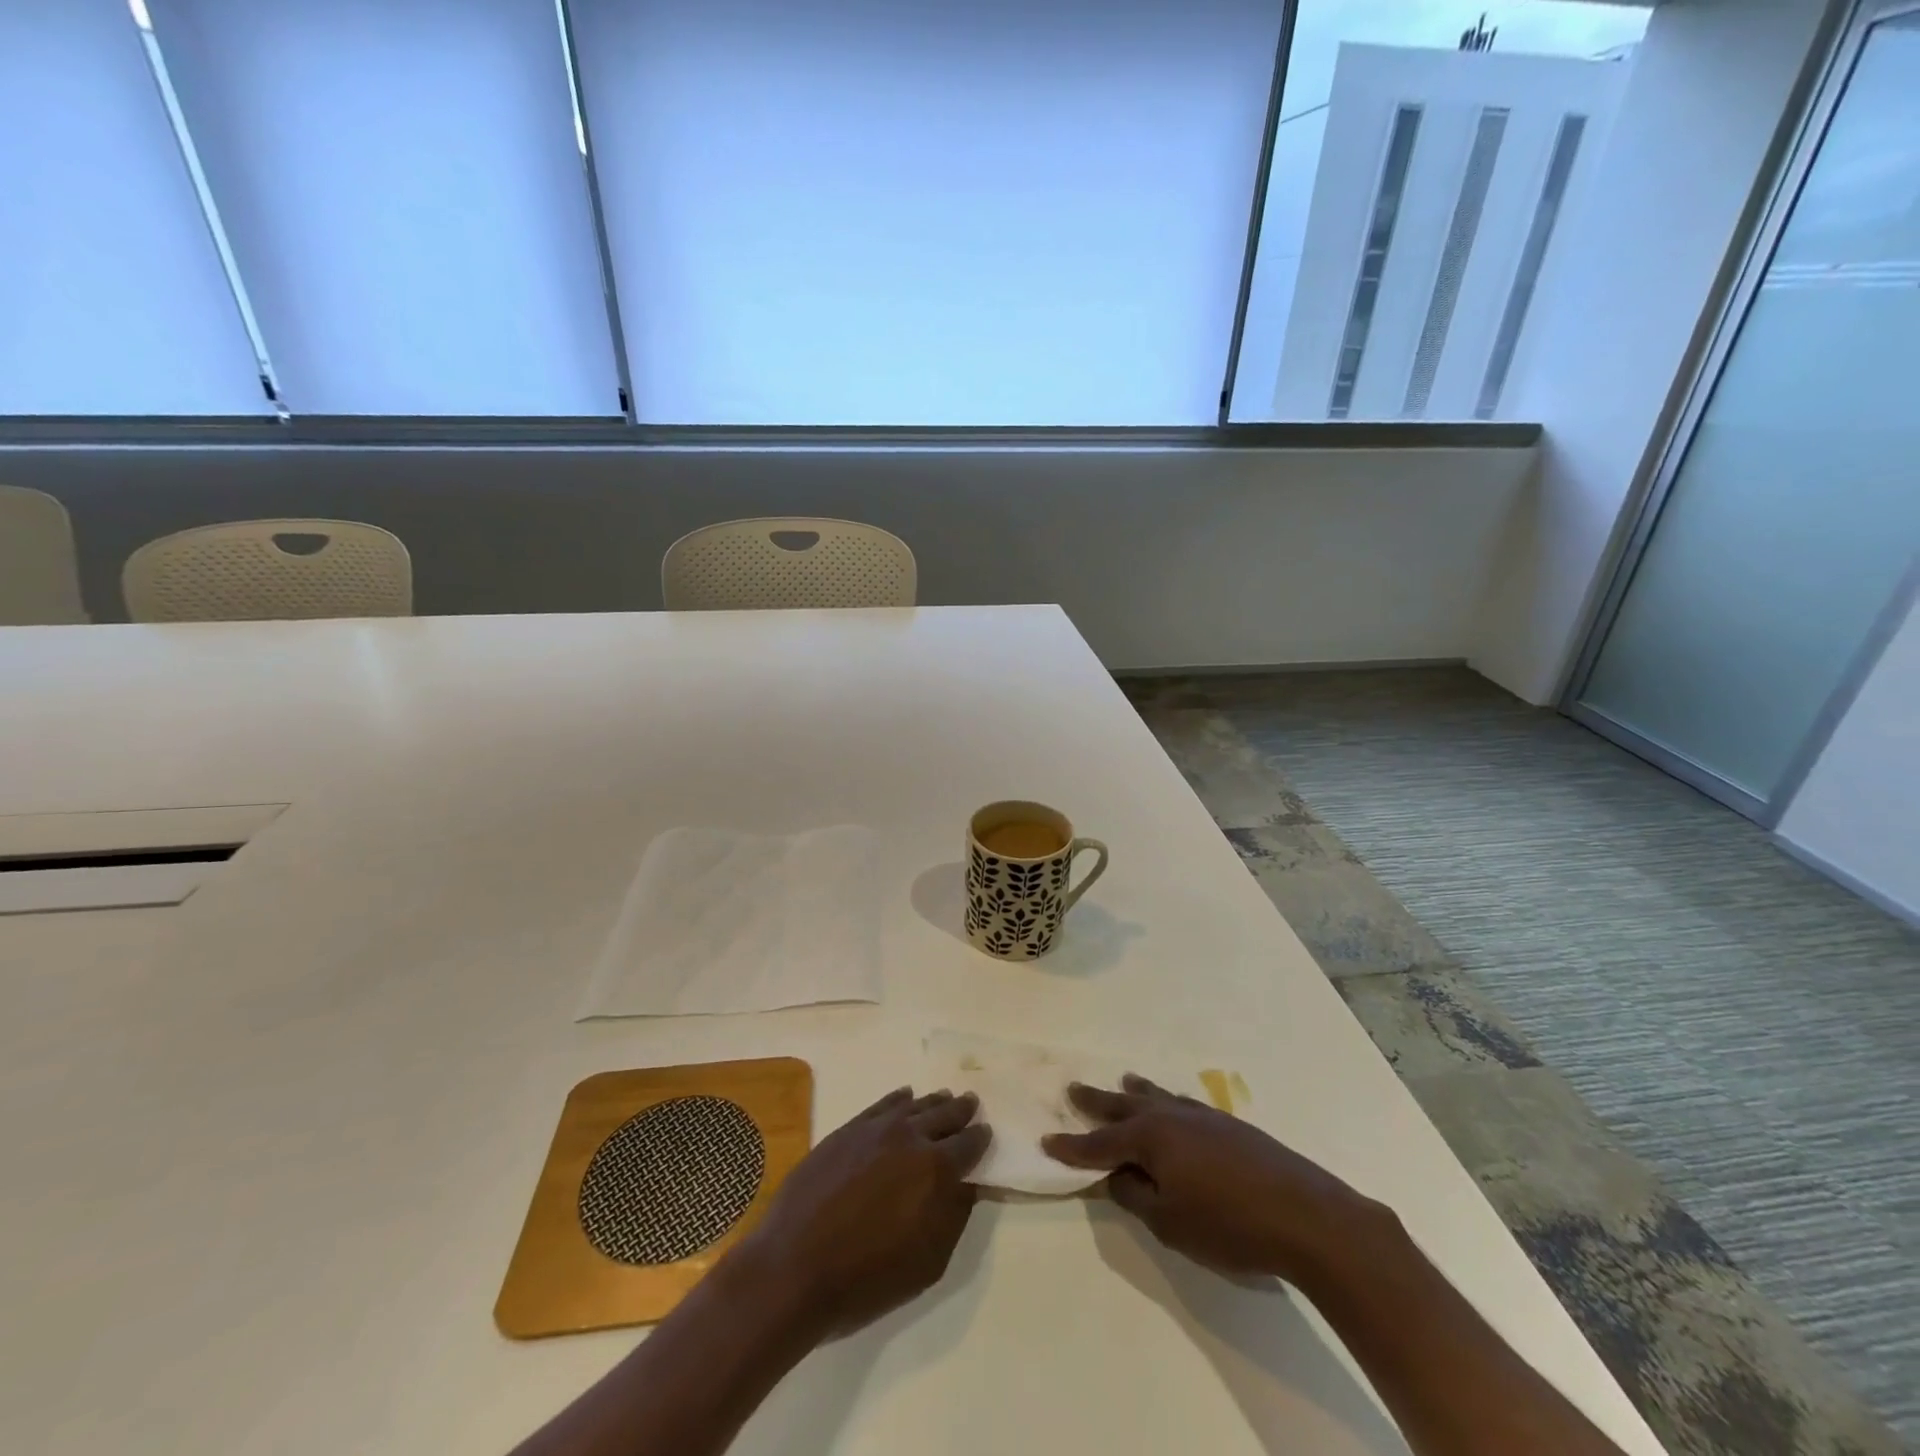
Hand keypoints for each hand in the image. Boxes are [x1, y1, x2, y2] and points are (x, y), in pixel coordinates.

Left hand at [737, 1087, 990, 1337]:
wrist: (794, 1268)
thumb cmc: (866, 1278)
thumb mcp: (927, 1263)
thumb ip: (954, 1216)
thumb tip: (968, 1184)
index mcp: (936, 1169)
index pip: (969, 1143)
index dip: (980, 1138)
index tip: (985, 1133)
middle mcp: (910, 1137)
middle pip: (944, 1114)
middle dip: (960, 1111)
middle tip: (970, 1105)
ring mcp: (876, 1128)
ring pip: (914, 1105)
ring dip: (933, 1103)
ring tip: (944, 1099)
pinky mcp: (847, 1129)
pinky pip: (882, 1104)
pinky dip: (899, 1099)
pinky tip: (904, 1098)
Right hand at [1042, 1074, 1370, 1283]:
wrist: (1307, 1215)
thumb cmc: (1229, 1224)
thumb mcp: (1169, 1222)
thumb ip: (1136, 1196)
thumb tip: (1118, 1175)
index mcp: (1150, 1138)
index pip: (1100, 1143)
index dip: (1072, 1146)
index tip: (1047, 1140)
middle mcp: (1171, 1116)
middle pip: (1125, 1106)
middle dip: (1097, 1102)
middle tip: (1073, 1089)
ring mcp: (1203, 1116)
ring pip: (1159, 1097)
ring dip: (1136, 1092)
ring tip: (1124, 1081)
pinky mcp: (1231, 1125)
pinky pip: (1185, 1104)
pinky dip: (1169, 1102)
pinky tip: (1176, 1106)